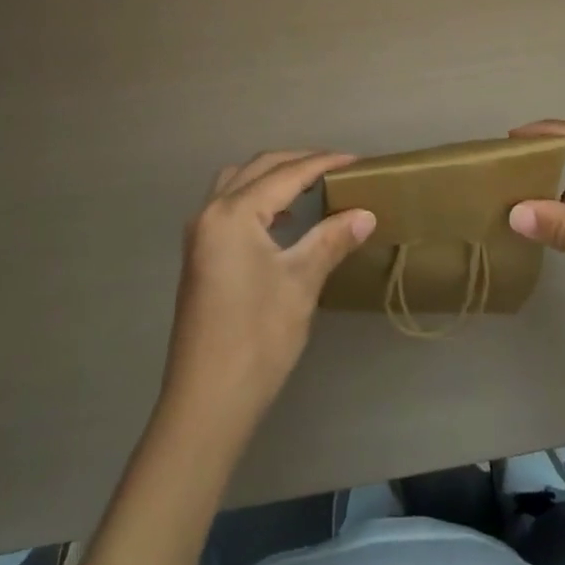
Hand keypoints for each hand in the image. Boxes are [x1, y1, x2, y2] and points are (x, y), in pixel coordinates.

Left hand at [162, 150, 375, 432]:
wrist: (206, 403)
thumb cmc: (257, 339)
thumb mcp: (301, 283)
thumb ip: (331, 240)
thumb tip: (365, 214)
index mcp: (233, 212)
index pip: (286, 174)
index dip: (323, 163)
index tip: (358, 161)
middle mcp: (210, 212)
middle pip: (259, 168)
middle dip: (299, 162)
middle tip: (337, 167)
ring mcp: (200, 234)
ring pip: (238, 181)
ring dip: (273, 176)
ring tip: (310, 185)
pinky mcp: (199, 255)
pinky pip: (229, 204)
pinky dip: (257, 197)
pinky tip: (282, 220)